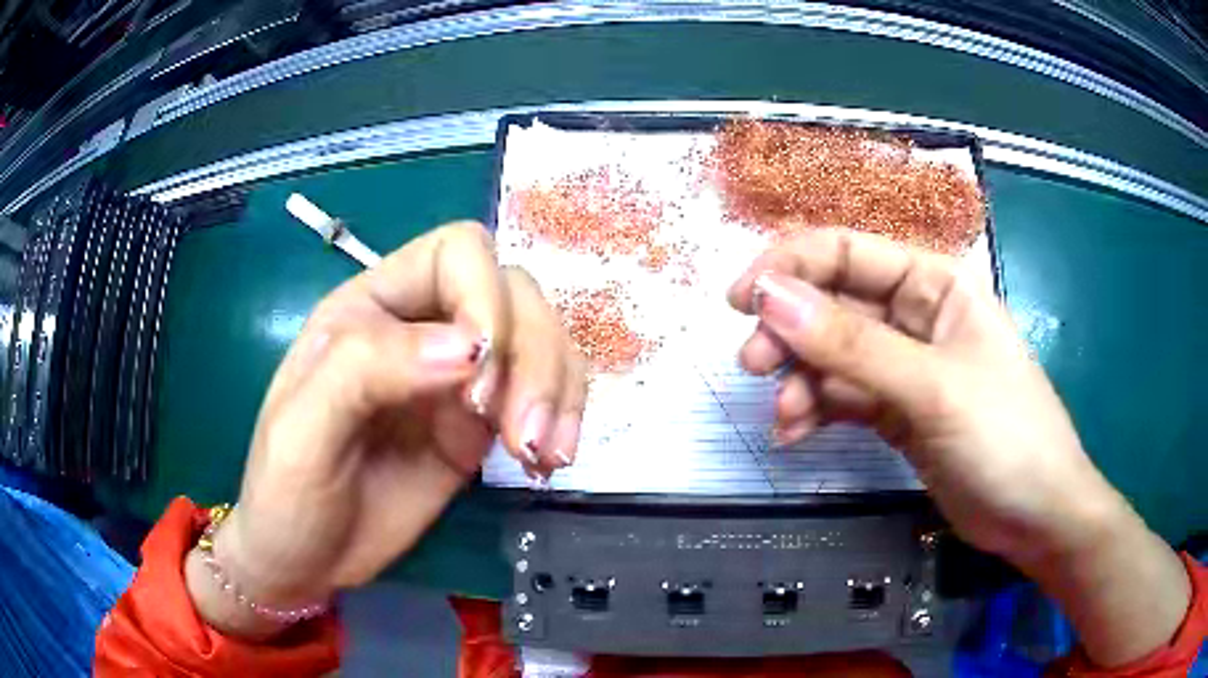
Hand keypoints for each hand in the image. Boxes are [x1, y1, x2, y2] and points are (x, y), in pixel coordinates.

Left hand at [186, 223, 585, 636]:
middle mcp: (421, 329)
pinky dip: (564, 419)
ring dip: (558, 390)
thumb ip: (366, 371)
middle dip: (533, 356)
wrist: (305, 561)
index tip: (478, 375)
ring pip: (542, 341)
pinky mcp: (479, 429)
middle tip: (520, 437)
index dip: (484, 296)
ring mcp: (456, 381)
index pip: (456, 253)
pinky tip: (550, 461)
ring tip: (544, 455)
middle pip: (515, 293)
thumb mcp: (303, 430)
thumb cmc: (286, 493)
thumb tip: (468, 349)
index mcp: (370, 309)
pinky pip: (544, 398)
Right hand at [728, 228, 1188, 665]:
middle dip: (791, 330)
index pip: (847, 251)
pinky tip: (797, 435)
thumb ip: (854, 347)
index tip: (739, 302)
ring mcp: (906, 366)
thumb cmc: (1005, 438)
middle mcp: (917, 314)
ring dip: (801, 380)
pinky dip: (817, 411)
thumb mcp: (933, 389)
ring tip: (783, 417)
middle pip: (835, 302)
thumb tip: (771, 300)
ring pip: (834, 355)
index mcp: (935, 283)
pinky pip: (844, 397)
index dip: (790, 266)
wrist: (1036, 516)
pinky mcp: (898, 410)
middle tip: (754, 366)